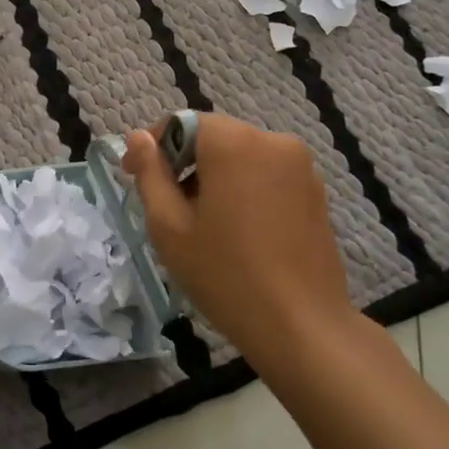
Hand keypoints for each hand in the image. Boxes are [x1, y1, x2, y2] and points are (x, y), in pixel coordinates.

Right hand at [122, 114, 350, 363]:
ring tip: (201, 223)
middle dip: (184, 163)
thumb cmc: (225, 274)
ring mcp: (301, 166)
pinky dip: (244, 189)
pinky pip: (267, 175)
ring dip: (214, 177)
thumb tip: (138, 137)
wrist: (302, 326)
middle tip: (165, 207)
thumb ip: (150, 174)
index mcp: (233, 143)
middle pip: (214, 138)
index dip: (153, 147)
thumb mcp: (169, 226)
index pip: (182, 123)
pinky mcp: (316, 191)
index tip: (132, 176)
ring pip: (241, 156)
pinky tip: (237, 231)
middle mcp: (272, 141)